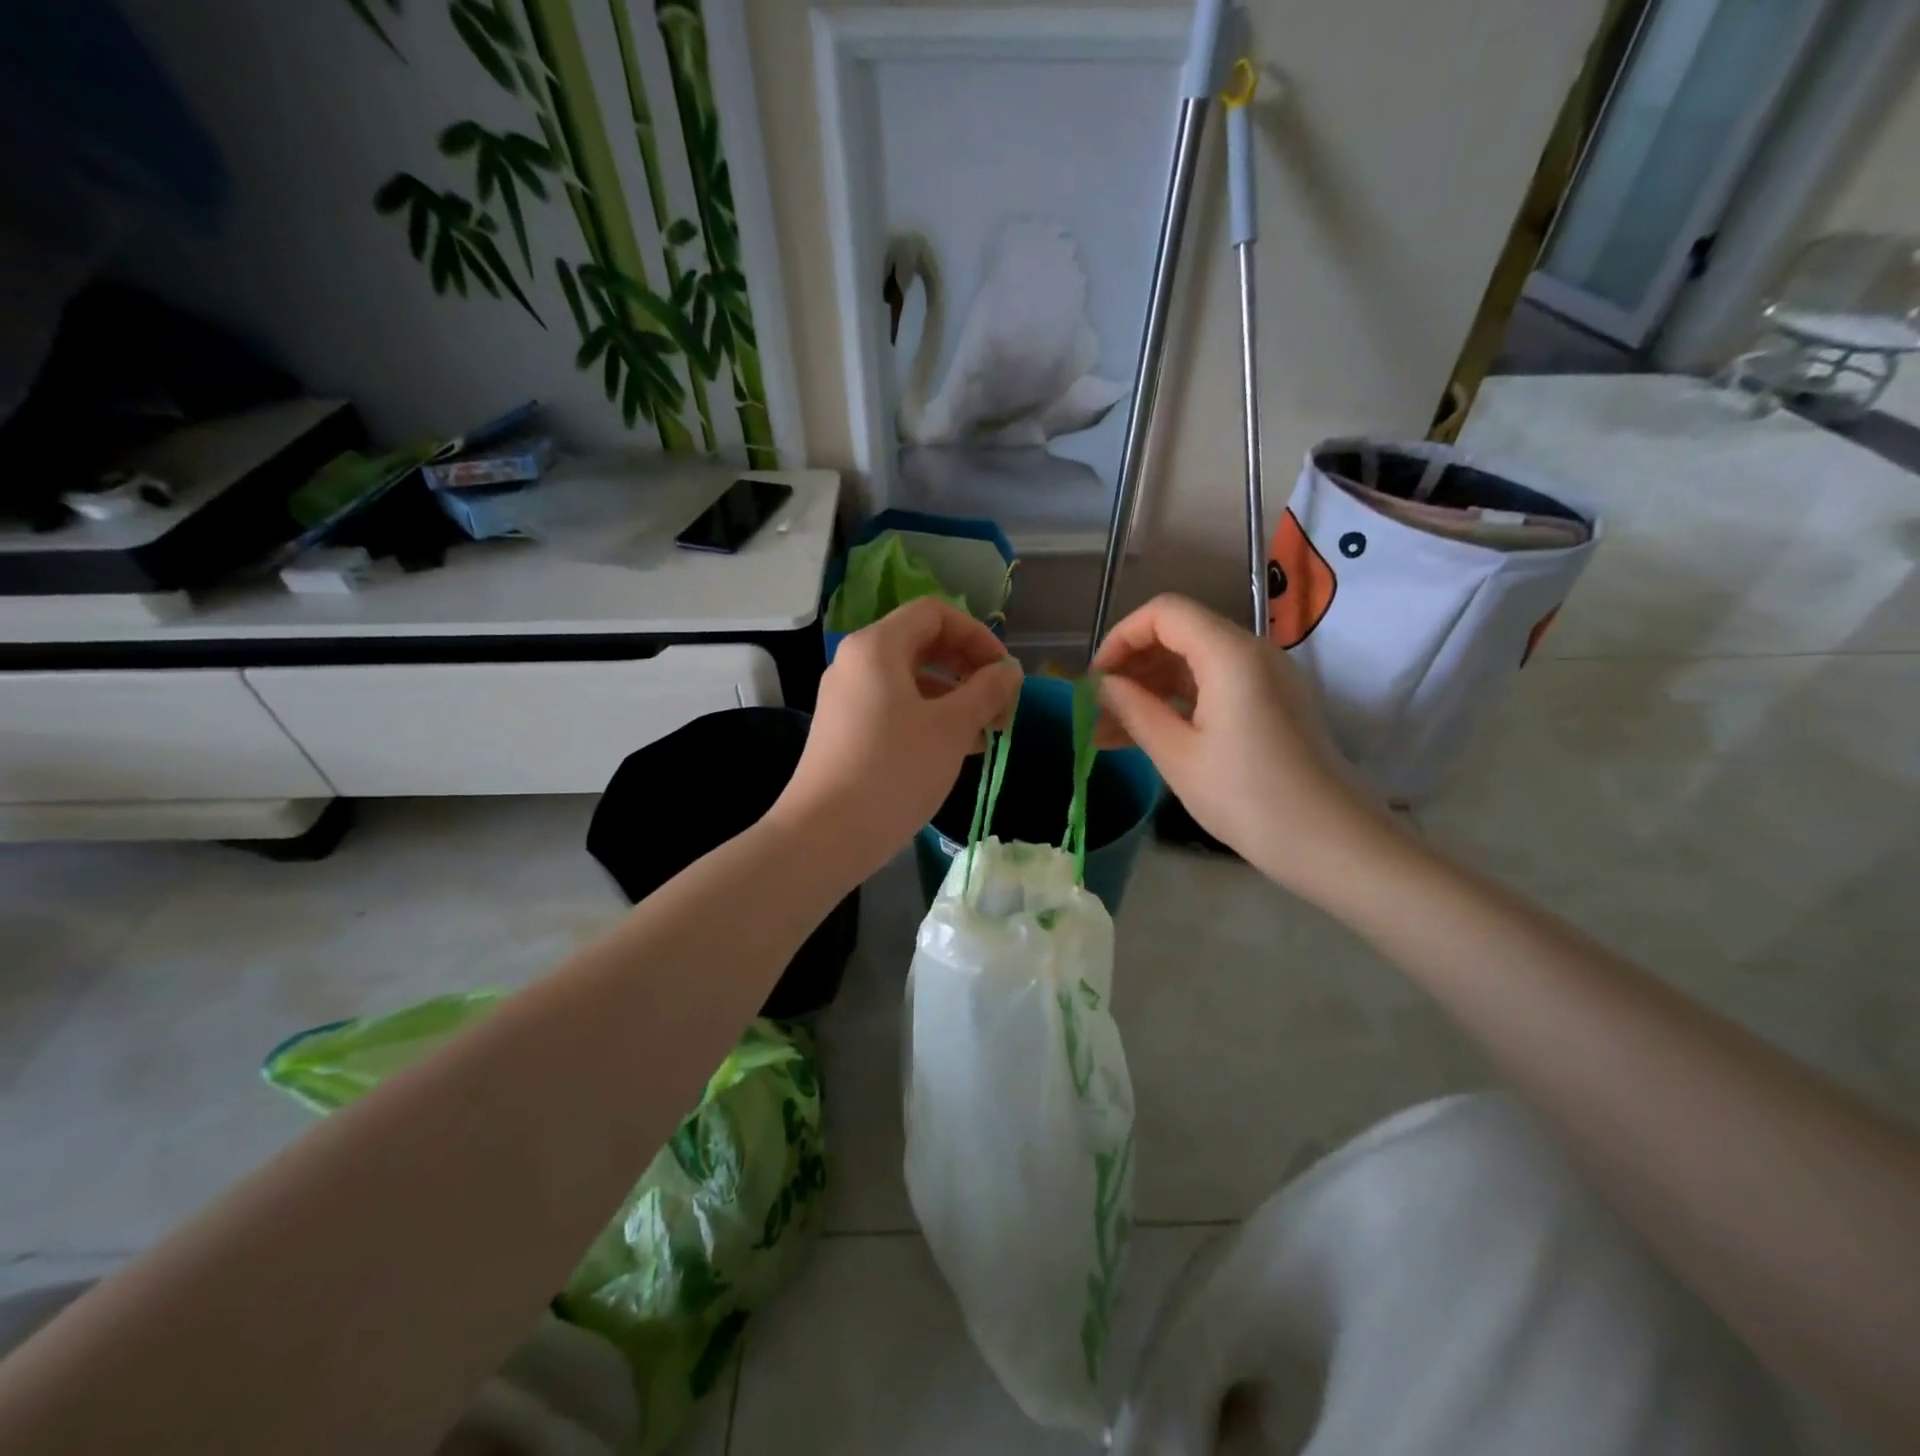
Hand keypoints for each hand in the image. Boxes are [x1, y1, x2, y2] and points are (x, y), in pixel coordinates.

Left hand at [773, 596, 1021, 879]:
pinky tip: (957, 750)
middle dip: (969, 670)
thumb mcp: (951, 728)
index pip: (935, 614)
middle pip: (923, 644)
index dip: (977, 635)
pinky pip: (896, 708)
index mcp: (877, 647)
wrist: (826, 834)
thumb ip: (987, 691)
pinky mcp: (846, 730)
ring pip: (912, 680)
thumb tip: (1009, 670)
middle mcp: (857, 662)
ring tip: (987, 734)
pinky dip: (930, 718)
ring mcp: (847, 698)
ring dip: (954, 698)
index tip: (1004, 673)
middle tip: (1001, 706)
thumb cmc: (894, 771)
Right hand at [1093, 593, 1391, 901]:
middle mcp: (1251, 652)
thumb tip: (1102, 686)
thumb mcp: (1178, 755)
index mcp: (1230, 654)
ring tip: (1110, 731)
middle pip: (1179, 633)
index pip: (1164, 613)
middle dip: (1132, 666)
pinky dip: (1178, 702)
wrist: (1332, 842)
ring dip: (1150, 688)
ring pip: (1194, 662)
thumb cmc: (1249, 797)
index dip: (1121, 638)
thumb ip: (1135, 710)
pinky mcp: (1271, 703)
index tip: (1095, 681)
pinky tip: (1147, 735)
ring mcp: (1265, 678)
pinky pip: (1214, 686)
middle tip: (1097, 709)